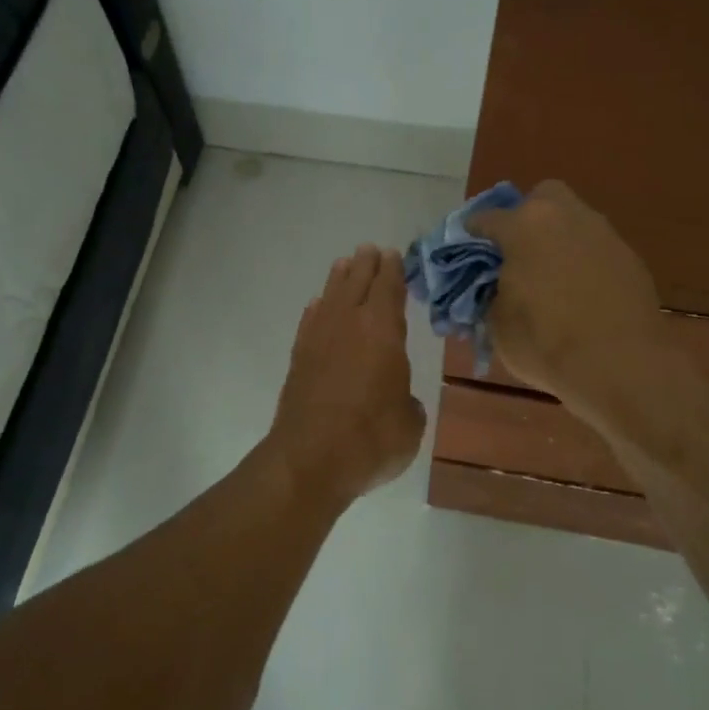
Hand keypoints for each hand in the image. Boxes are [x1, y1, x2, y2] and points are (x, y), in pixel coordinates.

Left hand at [269, 245, 426, 502]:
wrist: (310, 459)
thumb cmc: (371, 439)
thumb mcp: (410, 424)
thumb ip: (408, 405)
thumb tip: (401, 402)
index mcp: (383, 332)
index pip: (389, 289)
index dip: (393, 271)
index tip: (394, 255)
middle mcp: (349, 325)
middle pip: (358, 284)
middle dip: (366, 266)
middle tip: (370, 250)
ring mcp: (319, 340)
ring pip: (331, 297)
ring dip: (339, 280)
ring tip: (344, 265)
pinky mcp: (298, 360)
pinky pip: (310, 322)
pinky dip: (317, 310)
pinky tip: (318, 307)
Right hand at [466, 180, 666, 407]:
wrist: (620, 364)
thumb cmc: (546, 341)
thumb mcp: (497, 323)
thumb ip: (490, 294)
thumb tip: (495, 288)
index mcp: (524, 226)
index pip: (486, 219)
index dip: (472, 235)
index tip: (466, 252)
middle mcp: (565, 216)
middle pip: (541, 198)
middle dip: (526, 218)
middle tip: (517, 253)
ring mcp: (603, 234)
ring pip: (573, 222)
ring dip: (558, 240)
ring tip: (549, 278)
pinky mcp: (630, 258)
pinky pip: (596, 250)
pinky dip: (584, 263)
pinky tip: (580, 294)